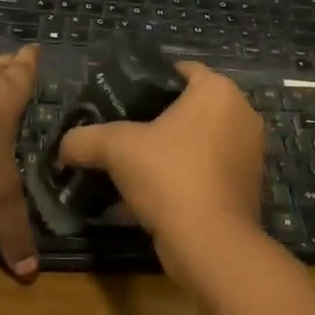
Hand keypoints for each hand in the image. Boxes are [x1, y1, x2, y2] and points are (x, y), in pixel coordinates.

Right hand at [55, 63, 265, 272]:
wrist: (211, 244)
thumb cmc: (169, 177)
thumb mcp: (116, 149)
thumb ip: (85, 139)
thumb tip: (63, 147)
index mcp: (218, 91)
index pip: (181, 70)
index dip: (148, 82)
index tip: (122, 100)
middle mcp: (242, 114)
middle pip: (191, 106)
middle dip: (158, 120)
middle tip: (124, 133)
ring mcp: (250, 151)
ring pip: (201, 140)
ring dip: (172, 150)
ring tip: (136, 165)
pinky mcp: (249, 185)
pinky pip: (210, 168)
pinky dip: (187, 175)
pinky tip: (156, 193)